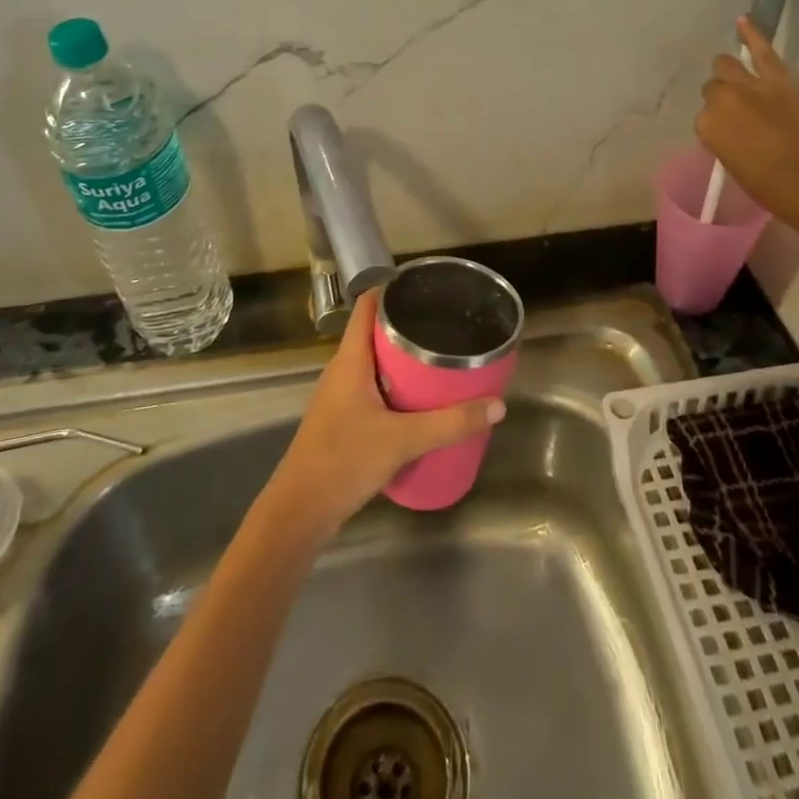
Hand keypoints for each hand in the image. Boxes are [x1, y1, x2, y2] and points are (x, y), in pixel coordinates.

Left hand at [260, 289, 505, 546]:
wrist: (300, 511)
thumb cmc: (344, 461)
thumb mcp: (403, 440)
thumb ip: (450, 423)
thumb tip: (497, 405)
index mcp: (350, 360)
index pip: (367, 307)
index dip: (392, 290)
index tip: (425, 287)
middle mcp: (342, 370)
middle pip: (375, 333)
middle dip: (408, 327)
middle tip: (446, 325)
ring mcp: (340, 396)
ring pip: (374, 363)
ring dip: (403, 359)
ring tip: (440, 359)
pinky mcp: (342, 419)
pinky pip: (373, 388)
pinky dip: (396, 386)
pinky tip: (420, 401)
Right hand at [695, 14, 798, 233]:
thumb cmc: (770, 186)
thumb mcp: (733, 165)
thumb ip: (725, 140)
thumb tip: (731, 130)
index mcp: (706, 127)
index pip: (703, 117)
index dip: (717, 124)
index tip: (728, 134)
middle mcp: (720, 100)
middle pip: (713, 88)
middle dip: (721, 97)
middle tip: (737, 112)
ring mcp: (749, 85)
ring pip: (726, 65)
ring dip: (729, 72)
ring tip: (736, 78)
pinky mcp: (777, 77)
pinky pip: (761, 49)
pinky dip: (752, 33)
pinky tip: (743, 19)